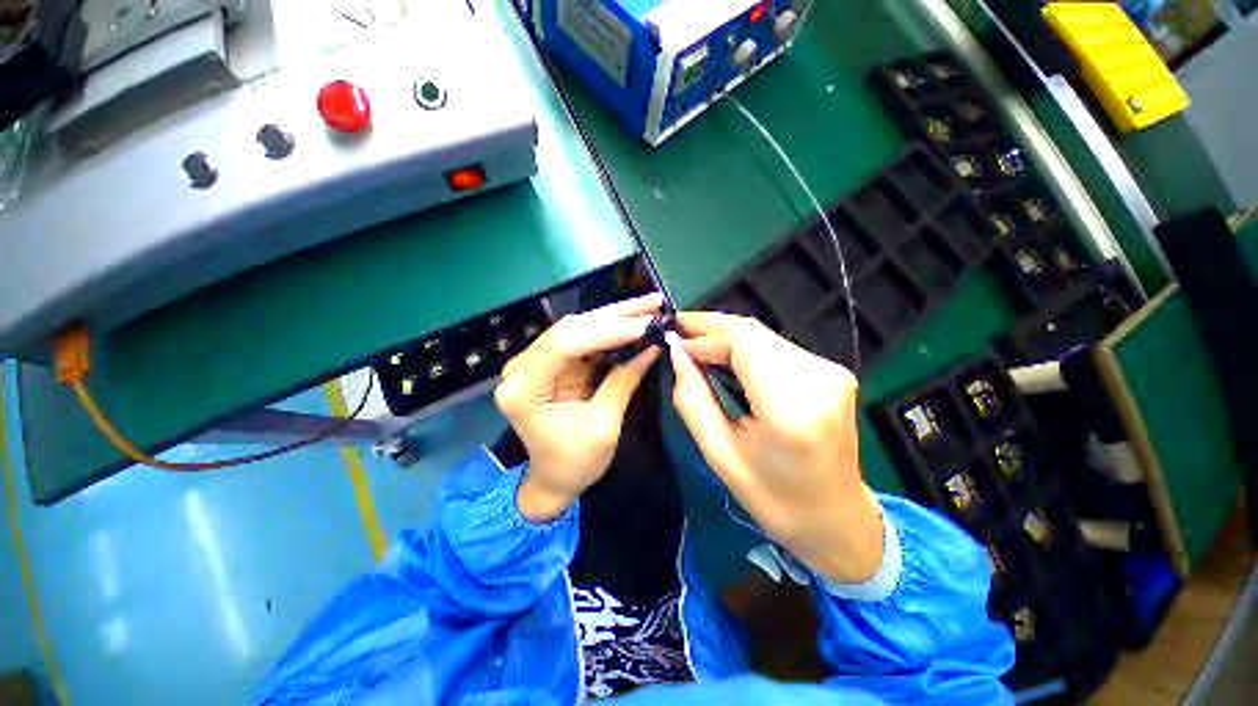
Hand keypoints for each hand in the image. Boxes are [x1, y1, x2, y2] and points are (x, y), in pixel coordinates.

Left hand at [495, 294, 662, 521]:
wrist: (554, 480)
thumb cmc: (574, 464)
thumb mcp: (603, 426)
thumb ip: (624, 381)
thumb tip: (652, 345)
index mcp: (524, 389)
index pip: (566, 344)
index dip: (607, 330)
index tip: (645, 325)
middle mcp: (523, 367)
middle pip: (571, 329)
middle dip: (616, 316)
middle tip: (653, 304)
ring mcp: (537, 362)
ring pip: (579, 328)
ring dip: (615, 317)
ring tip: (650, 306)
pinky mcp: (553, 363)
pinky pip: (584, 339)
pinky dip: (610, 331)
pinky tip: (633, 321)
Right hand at [667, 312, 883, 583]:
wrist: (836, 517)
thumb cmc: (773, 497)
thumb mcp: (719, 454)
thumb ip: (692, 398)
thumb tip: (676, 352)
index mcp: (791, 406)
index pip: (742, 342)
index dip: (704, 335)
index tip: (673, 342)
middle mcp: (818, 378)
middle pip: (753, 332)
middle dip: (711, 329)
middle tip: (678, 331)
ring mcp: (830, 371)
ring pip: (764, 336)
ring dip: (726, 337)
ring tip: (695, 344)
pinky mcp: (831, 371)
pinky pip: (777, 347)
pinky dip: (745, 348)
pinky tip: (725, 358)